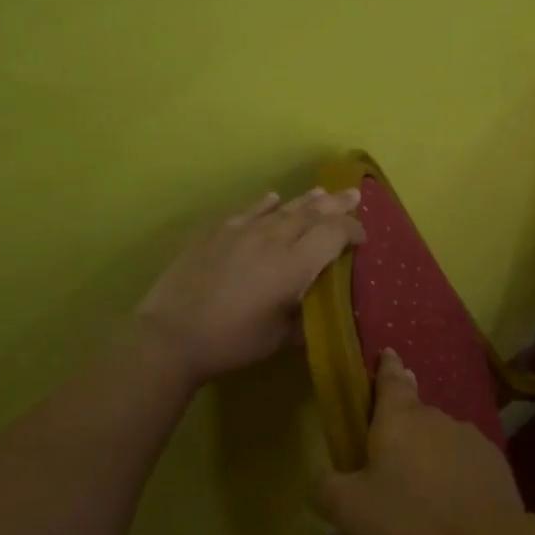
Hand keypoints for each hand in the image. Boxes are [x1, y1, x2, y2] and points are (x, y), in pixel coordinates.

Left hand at [135, 187, 364, 386]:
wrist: (172, 334)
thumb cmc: (232, 341)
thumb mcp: (280, 338)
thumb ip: (305, 318)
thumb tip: (320, 310)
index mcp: (294, 266)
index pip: (333, 234)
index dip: (352, 230)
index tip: (362, 237)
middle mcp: (273, 239)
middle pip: (311, 213)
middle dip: (336, 205)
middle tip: (353, 195)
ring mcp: (242, 231)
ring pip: (282, 208)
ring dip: (306, 200)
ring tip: (322, 192)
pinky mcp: (216, 232)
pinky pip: (248, 211)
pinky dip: (264, 204)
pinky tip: (272, 197)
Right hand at [313, 349, 522, 534]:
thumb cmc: (411, 519)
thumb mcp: (351, 511)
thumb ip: (327, 489)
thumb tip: (321, 480)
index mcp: (398, 418)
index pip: (390, 379)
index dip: (385, 367)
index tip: (387, 353)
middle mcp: (435, 417)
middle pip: (415, 411)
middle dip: (402, 422)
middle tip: (389, 445)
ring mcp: (470, 438)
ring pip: (441, 438)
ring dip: (429, 453)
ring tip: (419, 488)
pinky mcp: (495, 464)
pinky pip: (465, 463)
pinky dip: (454, 476)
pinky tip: (450, 505)